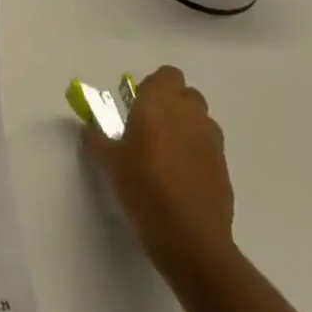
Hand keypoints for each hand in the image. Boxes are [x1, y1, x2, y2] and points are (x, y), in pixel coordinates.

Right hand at [81, 65, 234, 266]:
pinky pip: (209, 149)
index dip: (154, 86)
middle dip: (173, 105)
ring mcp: (212, 142)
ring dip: (187, 128)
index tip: (138, 105)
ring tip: (168, 154)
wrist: (189, 237)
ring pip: (201, 121)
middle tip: (151, 127)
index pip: (168, 75)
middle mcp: (190, 114)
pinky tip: (182, 178)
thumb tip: (87, 130)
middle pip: (187, 95)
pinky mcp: (225, 169)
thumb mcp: (108, 162)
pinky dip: (198, 154)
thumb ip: (96, 139)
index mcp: (160, 103)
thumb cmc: (143, 186)